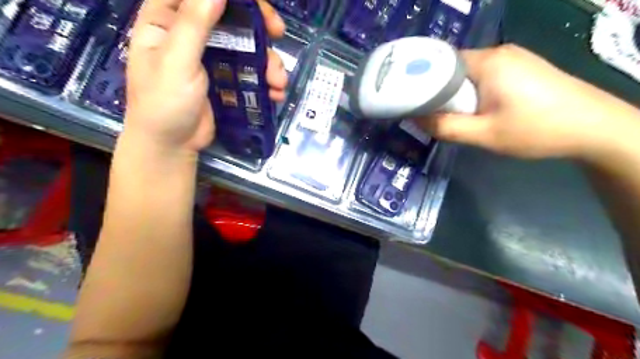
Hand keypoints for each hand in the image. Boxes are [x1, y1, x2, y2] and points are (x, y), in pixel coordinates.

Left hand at [123, 0, 286, 152]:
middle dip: (258, 25)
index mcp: (168, 19)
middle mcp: (192, 34)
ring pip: (246, 46)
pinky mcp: (227, 80)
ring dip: (268, 61)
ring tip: (278, 82)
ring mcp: (212, 58)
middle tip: (278, 33)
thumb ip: (194, 24)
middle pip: (231, 16)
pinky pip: (250, 72)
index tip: (257, 7)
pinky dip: (266, 81)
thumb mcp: (176, 62)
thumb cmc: (164, 103)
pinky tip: (275, 93)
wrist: (172, 145)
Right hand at [415, 44, 638, 160]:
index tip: (410, 98)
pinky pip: (485, 76)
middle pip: (454, 67)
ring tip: (450, 114)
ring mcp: (513, 58)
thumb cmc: (536, 130)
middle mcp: (499, 52)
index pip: (442, 61)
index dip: (423, 79)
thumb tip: (415, 119)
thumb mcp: (484, 134)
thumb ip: (446, 127)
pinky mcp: (522, 68)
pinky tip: (475, 109)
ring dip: (457, 92)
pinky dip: (473, 91)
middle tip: (429, 113)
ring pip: (469, 73)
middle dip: (439, 89)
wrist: (594, 128)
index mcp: (488, 62)